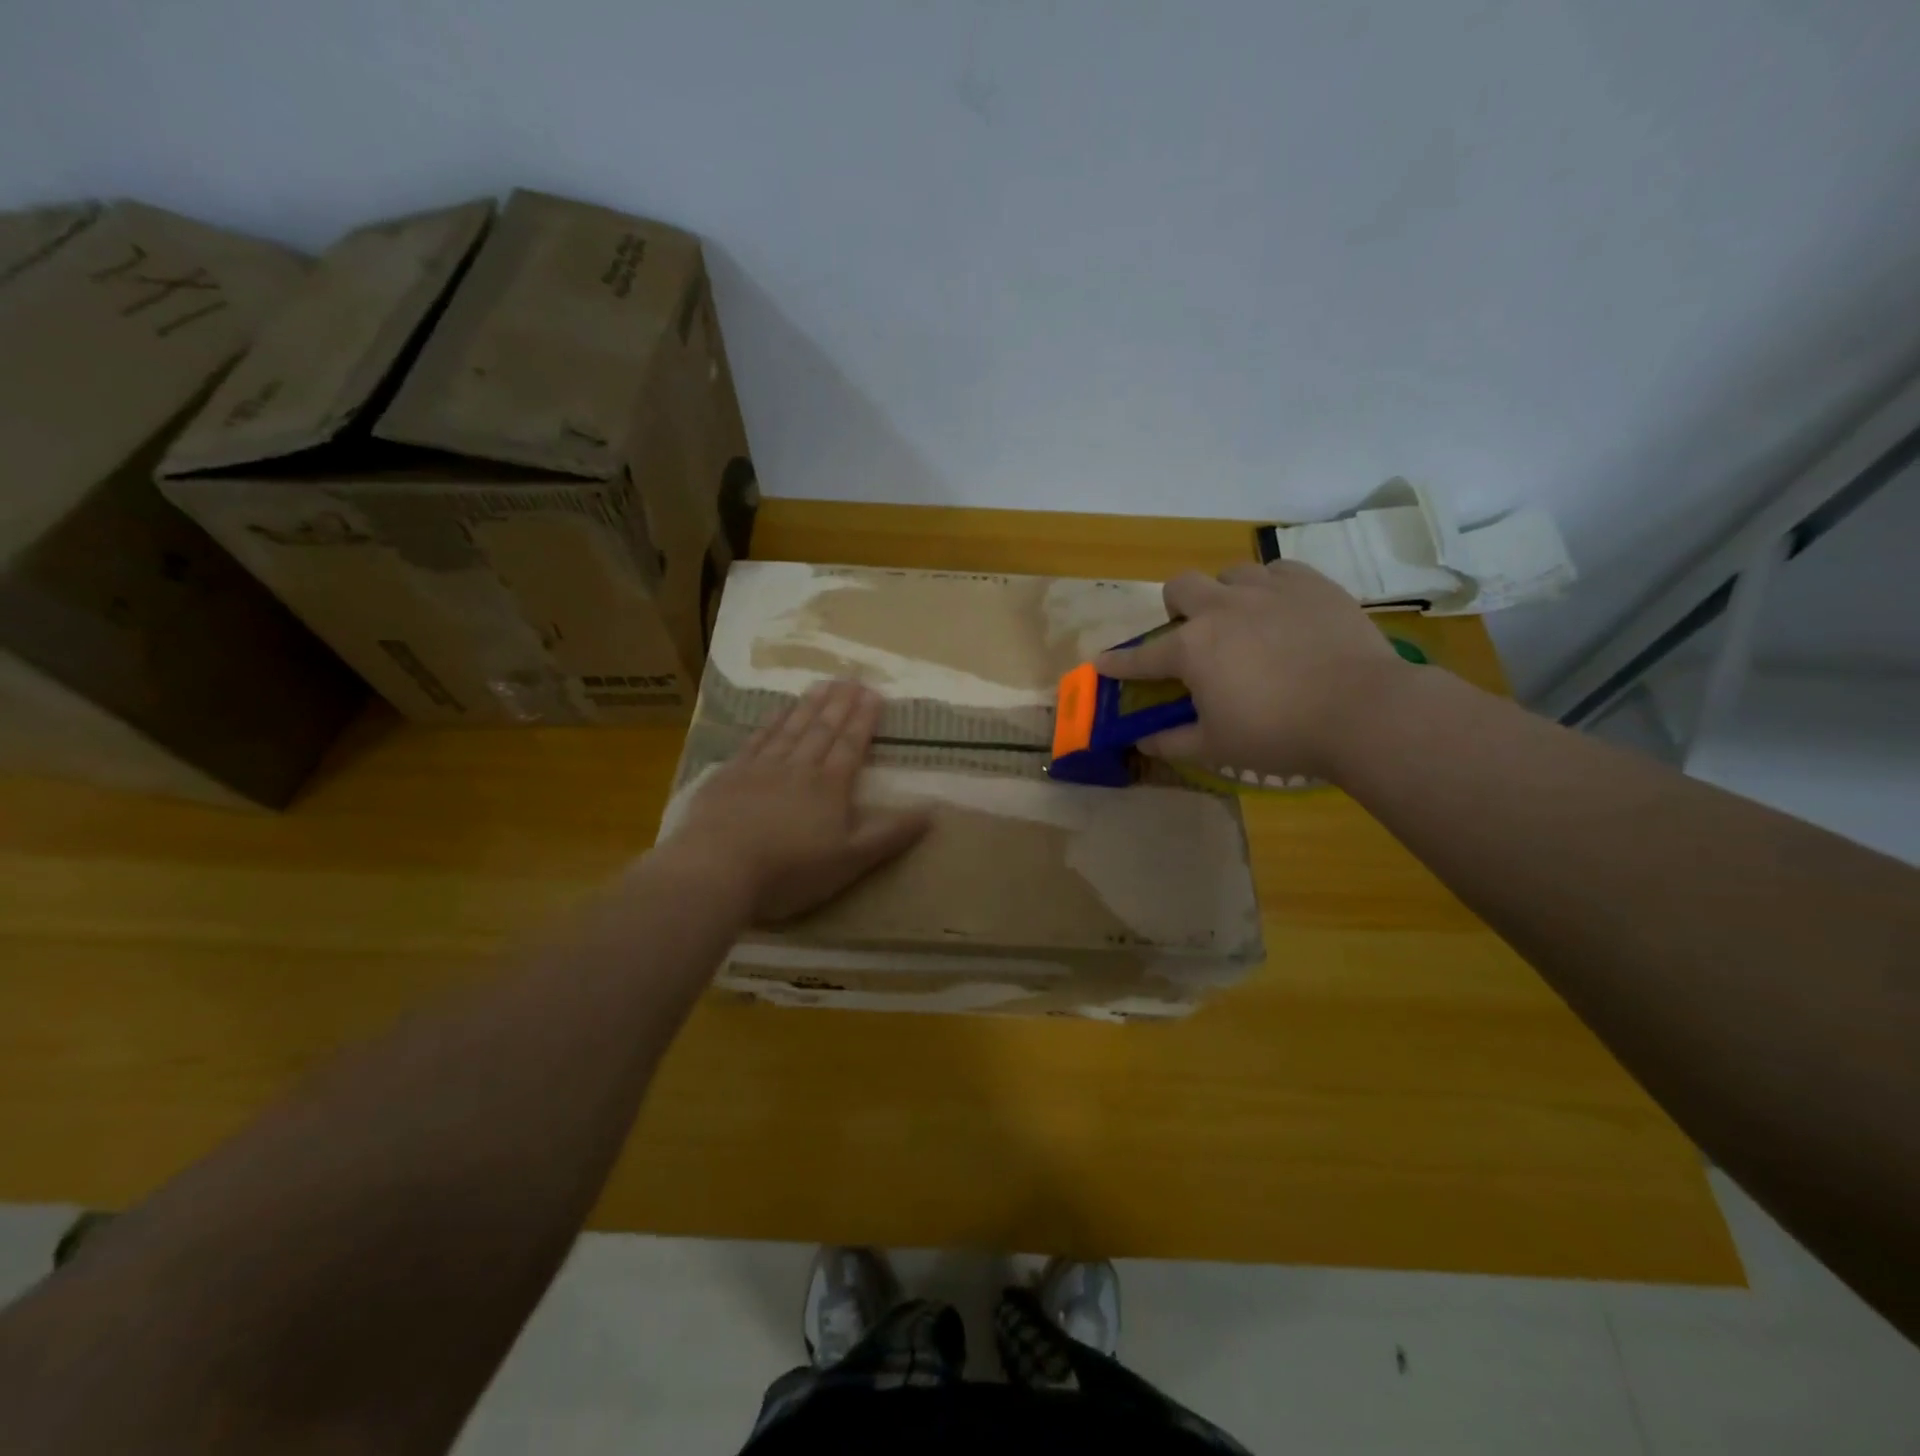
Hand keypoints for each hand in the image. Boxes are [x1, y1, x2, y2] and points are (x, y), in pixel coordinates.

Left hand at [660, 680, 931, 923]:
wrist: (718, 869)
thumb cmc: (790, 871)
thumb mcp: (851, 860)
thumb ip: (890, 834)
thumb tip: (933, 811)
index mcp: (830, 786)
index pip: (851, 744)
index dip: (864, 719)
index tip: (874, 694)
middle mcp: (799, 767)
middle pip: (823, 729)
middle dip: (840, 703)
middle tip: (851, 678)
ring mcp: (761, 767)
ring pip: (791, 728)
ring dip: (809, 705)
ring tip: (822, 684)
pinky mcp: (730, 775)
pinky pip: (756, 739)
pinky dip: (770, 722)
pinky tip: (776, 711)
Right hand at [1097, 561, 1407, 779]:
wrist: (1362, 711)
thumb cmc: (1278, 734)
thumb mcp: (1217, 748)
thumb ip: (1173, 742)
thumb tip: (1143, 742)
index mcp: (1192, 648)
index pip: (1143, 657)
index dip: (1119, 663)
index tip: (1101, 663)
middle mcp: (1222, 608)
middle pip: (1182, 586)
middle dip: (1176, 606)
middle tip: (1190, 632)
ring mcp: (1269, 590)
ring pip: (1231, 574)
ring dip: (1225, 594)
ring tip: (1242, 620)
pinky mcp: (1312, 584)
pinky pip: (1278, 571)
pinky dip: (1271, 588)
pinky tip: (1282, 610)